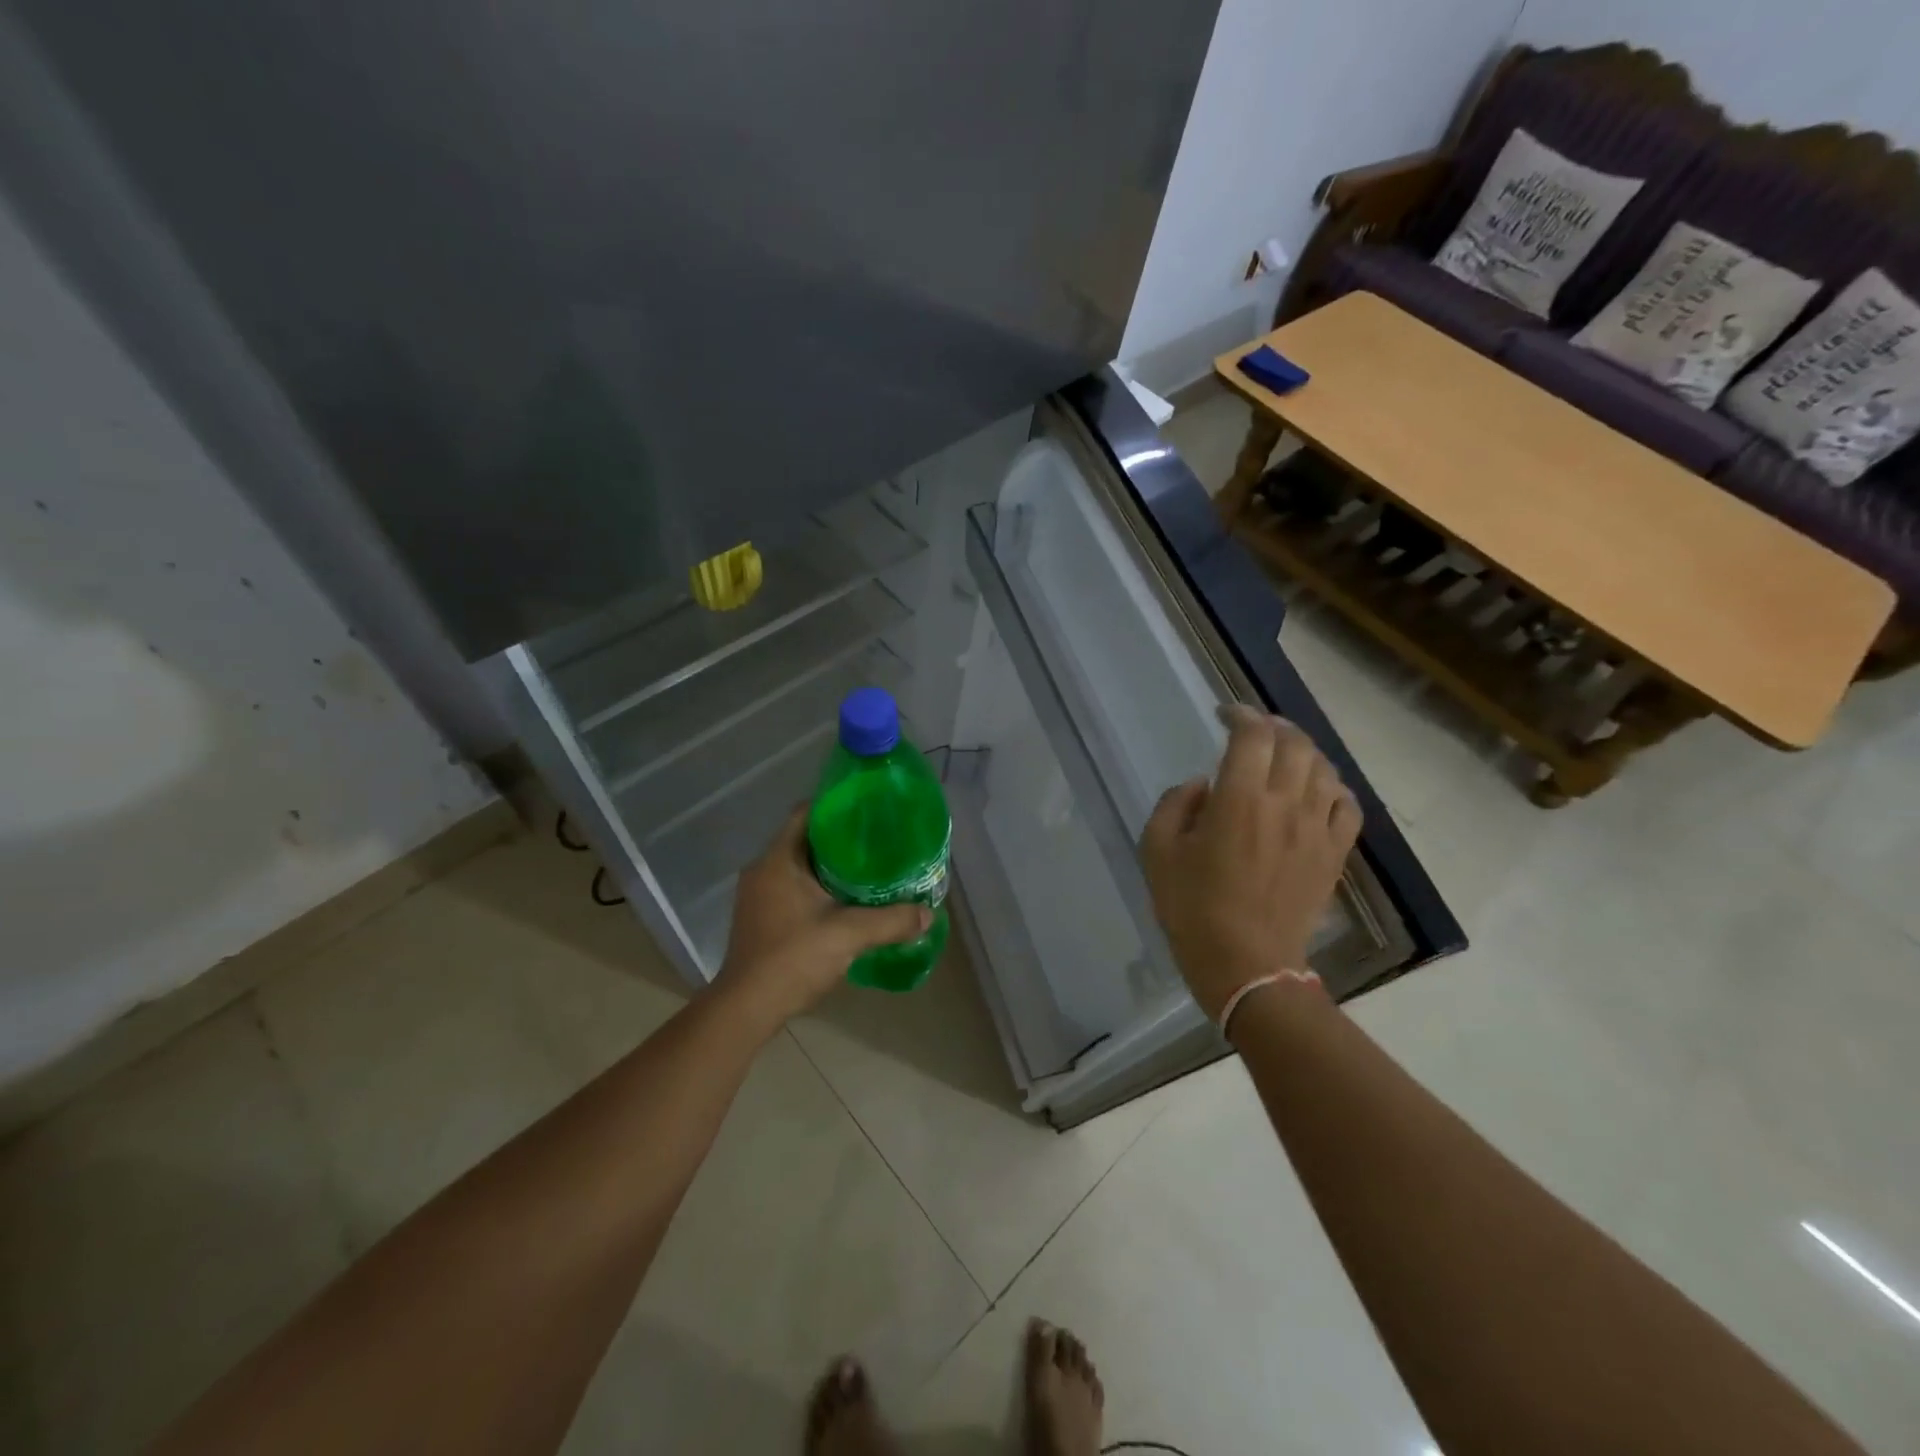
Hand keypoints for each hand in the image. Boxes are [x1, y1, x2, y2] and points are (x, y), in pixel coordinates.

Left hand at [714, 805, 930, 1029]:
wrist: (747, 1008)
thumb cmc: (792, 958)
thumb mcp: (848, 934)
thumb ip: (890, 921)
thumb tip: (927, 914)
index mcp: (778, 860)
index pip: (806, 812)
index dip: (837, 804)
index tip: (869, 809)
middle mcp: (763, 869)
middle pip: (805, 838)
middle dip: (841, 838)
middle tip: (878, 840)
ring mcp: (758, 895)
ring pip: (800, 866)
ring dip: (830, 866)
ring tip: (868, 869)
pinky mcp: (761, 917)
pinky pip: (793, 888)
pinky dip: (818, 888)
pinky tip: (845, 901)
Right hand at [1141, 706, 1362, 1019]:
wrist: (1247, 964)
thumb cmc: (1192, 908)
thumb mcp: (1157, 852)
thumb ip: (1174, 805)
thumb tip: (1202, 785)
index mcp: (1238, 800)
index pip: (1252, 735)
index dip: (1240, 714)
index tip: (1224, 714)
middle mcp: (1284, 804)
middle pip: (1294, 743)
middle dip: (1273, 725)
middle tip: (1253, 729)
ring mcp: (1316, 828)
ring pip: (1324, 768)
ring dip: (1303, 751)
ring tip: (1284, 754)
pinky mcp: (1334, 854)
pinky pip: (1346, 805)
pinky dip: (1333, 787)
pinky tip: (1316, 791)